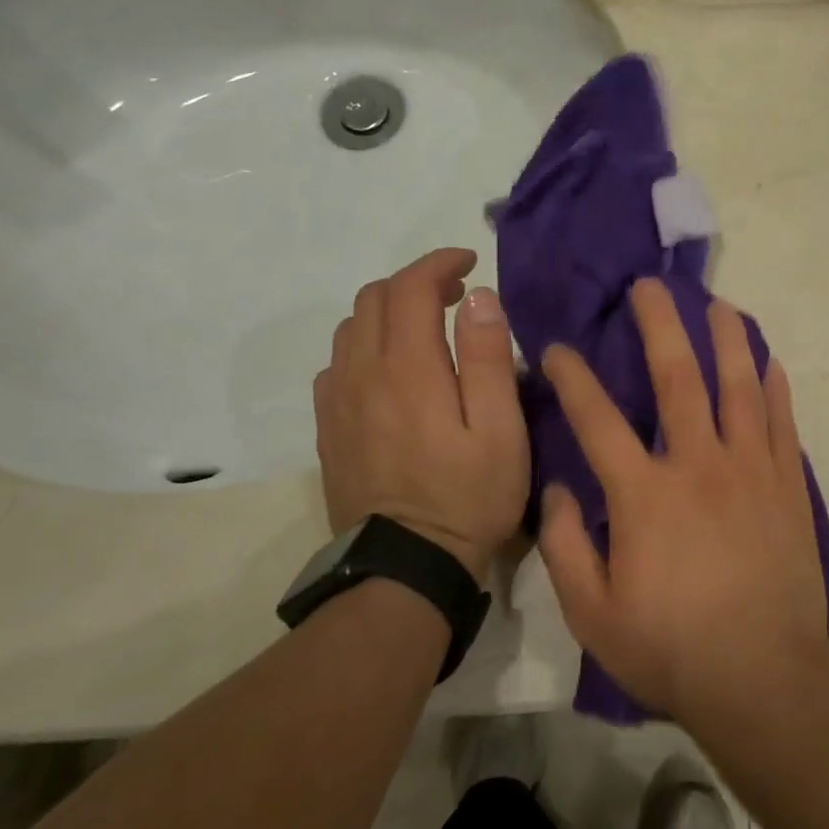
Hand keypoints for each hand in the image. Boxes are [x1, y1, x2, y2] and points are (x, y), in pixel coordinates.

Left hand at [313, 248, 527, 582]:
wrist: (406, 567)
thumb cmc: (468, 496)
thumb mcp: (500, 429)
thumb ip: (488, 357)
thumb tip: (477, 297)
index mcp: (408, 369)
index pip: (410, 287)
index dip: (439, 263)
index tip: (469, 261)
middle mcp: (362, 374)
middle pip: (373, 298)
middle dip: (415, 282)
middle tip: (455, 296)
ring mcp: (338, 402)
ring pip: (350, 328)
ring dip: (388, 311)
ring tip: (426, 328)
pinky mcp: (328, 429)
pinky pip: (337, 364)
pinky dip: (365, 346)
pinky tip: (391, 370)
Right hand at [537, 279, 828, 719]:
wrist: (764, 679)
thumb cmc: (671, 649)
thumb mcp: (592, 613)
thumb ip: (566, 545)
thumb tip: (557, 489)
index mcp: (644, 494)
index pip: (596, 419)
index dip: (572, 377)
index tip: (556, 347)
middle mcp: (698, 465)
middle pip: (677, 378)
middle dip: (661, 325)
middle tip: (651, 285)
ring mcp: (750, 470)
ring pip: (739, 386)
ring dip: (728, 339)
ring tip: (720, 304)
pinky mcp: (787, 485)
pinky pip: (781, 422)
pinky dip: (775, 387)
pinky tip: (770, 361)